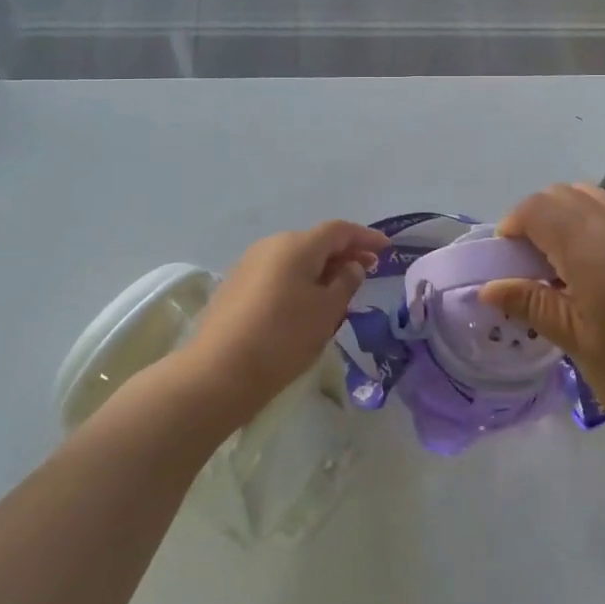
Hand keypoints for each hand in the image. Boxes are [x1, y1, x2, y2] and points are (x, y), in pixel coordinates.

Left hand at [176, 220, 387, 424]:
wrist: (217, 373)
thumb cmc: (283, 337)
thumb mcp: (327, 311)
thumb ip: (346, 282)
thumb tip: (350, 266)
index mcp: (297, 245)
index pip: (339, 230)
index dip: (365, 237)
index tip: (386, 248)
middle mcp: (271, 245)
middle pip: (315, 242)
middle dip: (343, 254)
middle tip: (366, 270)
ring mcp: (248, 264)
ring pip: (295, 259)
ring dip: (320, 269)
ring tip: (338, 291)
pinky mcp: (234, 286)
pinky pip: (277, 274)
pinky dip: (298, 280)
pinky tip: (305, 304)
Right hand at [481, 184, 604, 446]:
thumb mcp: (574, 341)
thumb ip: (531, 303)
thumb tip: (488, 287)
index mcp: (589, 250)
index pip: (537, 209)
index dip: (512, 226)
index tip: (504, 262)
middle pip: (559, 194)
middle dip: (533, 218)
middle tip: (525, 263)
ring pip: (587, 194)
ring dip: (562, 213)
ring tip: (555, 257)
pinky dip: (594, 213)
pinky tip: (593, 250)